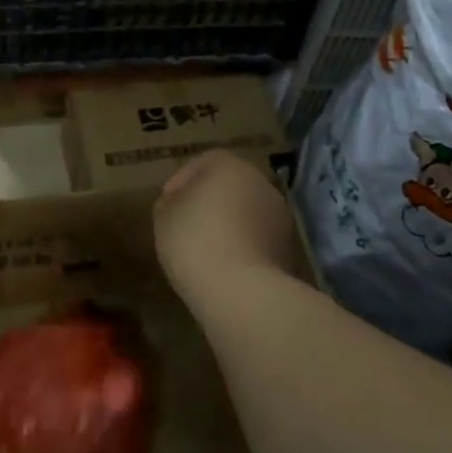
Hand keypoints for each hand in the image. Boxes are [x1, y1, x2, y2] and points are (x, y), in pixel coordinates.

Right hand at [153, 151, 299, 310]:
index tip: (167, 204)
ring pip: (246, 212)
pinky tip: (224, 265)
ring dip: (228, 224)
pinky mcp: (287, 247)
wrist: (241, 291)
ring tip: (204, 249)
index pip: (204, 161)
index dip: (181, 180)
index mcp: (230, 166)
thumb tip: (179, 202)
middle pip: (229, 185)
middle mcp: (260, 183)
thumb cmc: (194, 241)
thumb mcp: (164, 216)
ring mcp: (279, 216)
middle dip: (208, 201)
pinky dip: (242, 245)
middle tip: (185, 224)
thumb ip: (170, 201)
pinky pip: (256, 238)